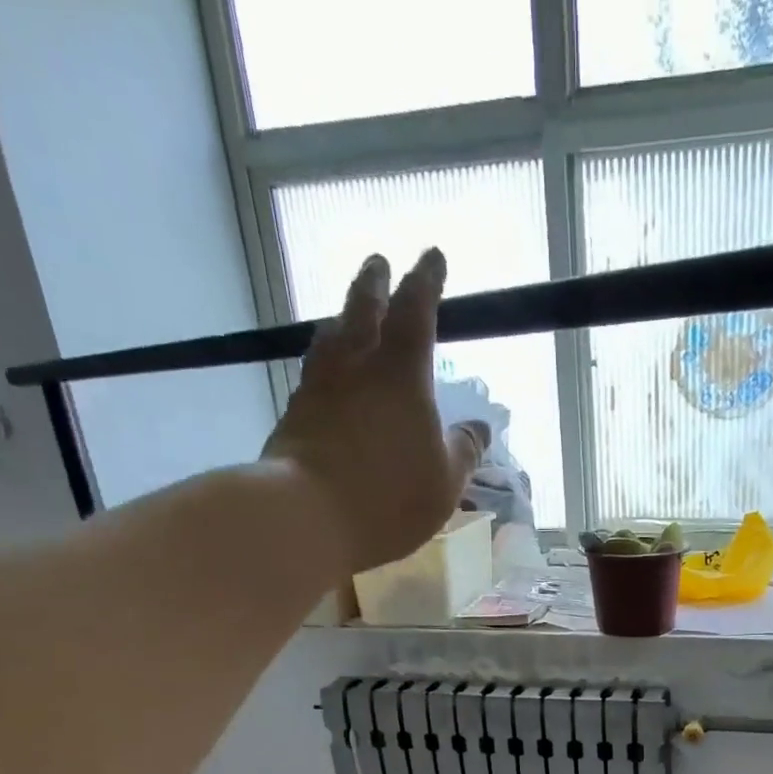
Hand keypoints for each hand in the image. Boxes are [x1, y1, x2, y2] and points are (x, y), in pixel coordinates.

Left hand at [262, 250, 483, 574]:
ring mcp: (318, 388)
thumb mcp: (445, 482)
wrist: (305, 516)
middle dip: (374, 283)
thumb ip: (463, 450)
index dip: (426, 281)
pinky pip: (313, 375)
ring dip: (342, 319)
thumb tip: (479, 427)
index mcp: (402, 375)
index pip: (416, 311)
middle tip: (378, 263)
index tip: (432, 257)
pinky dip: (324, 364)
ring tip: (346, 316)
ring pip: (330, 338)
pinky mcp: (293, 415)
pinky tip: (325, 375)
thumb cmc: (389, 498)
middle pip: (363, 309)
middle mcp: (356, 367)